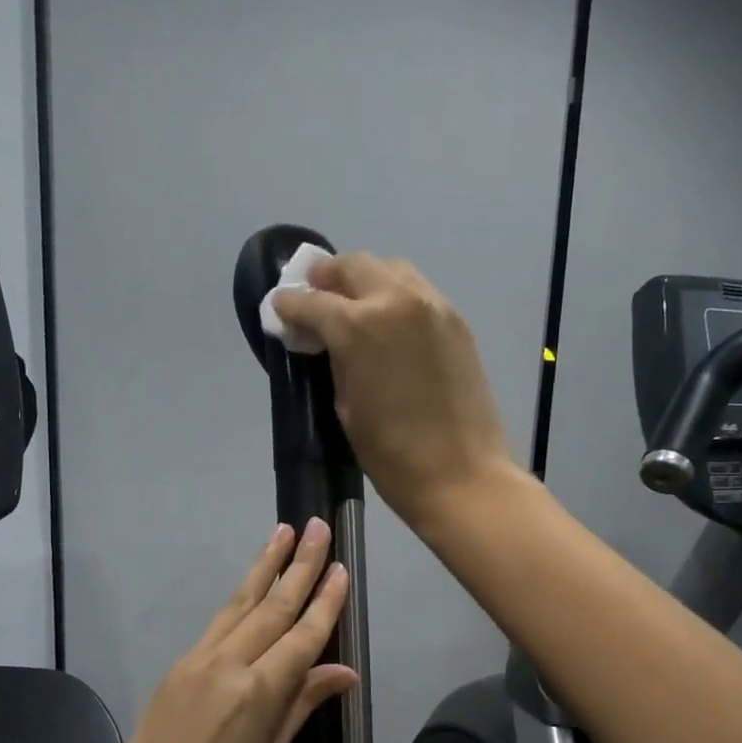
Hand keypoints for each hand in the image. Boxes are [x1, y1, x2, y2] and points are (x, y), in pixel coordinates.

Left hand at [89, 519, 356, 742]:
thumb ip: (300, 706)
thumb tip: (344, 672)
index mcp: (257, 693)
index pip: (302, 636)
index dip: (325, 602)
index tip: (341, 568)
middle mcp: (226, 665)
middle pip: (271, 607)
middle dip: (298, 565)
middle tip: (317, 526)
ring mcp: (196, 663)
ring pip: (238, 606)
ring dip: (263, 568)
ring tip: (282, 533)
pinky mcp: (176, 669)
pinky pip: (216, 626)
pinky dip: (238, 601)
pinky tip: (250, 588)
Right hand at [272, 253, 515, 530]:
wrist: (461, 476)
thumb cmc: (392, 456)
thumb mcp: (346, 408)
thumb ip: (334, 363)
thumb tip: (325, 341)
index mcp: (358, 328)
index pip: (312, 301)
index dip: (290, 304)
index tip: (280, 308)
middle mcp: (395, 302)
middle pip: (353, 267)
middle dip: (327, 277)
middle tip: (314, 294)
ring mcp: (432, 306)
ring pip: (390, 270)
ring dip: (364, 280)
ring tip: (353, 304)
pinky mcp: (456, 322)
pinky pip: (417, 292)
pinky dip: (395, 296)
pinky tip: (388, 324)